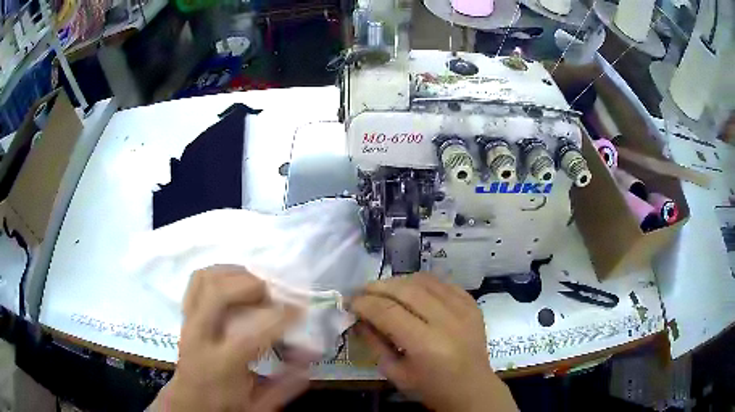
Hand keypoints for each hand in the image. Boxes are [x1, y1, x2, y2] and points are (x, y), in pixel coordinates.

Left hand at [148, 265, 309, 411]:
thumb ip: (286, 384)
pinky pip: (198, 280)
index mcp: (219, 366)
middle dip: (251, 285)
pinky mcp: (185, 313)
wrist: (188, 400)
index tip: (299, 310)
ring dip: (234, 274)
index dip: (277, 319)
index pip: (247, 336)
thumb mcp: (259, 405)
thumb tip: (311, 355)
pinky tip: (237, 280)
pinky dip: (220, 272)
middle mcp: (199, 336)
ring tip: (257, 284)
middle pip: (217, 294)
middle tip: (274, 293)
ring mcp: (188, 320)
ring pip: (204, 279)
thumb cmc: (224, 405)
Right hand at [350, 274, 517, 411]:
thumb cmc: (430, 388)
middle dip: (377, 286)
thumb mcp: (395, 373)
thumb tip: (358, 318)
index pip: (387, 312)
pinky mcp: (472, 304)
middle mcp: (447, 321)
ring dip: (398, 281)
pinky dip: (422, 282)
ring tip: (383, 289)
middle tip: (361, 291)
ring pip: (424, 281)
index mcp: (426, 345)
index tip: (349, 302)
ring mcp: (463, 309)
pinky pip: (442, 282)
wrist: (472, 388)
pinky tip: (410, 289)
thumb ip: (375, 343)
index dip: (364, 303)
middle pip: (406, 290)